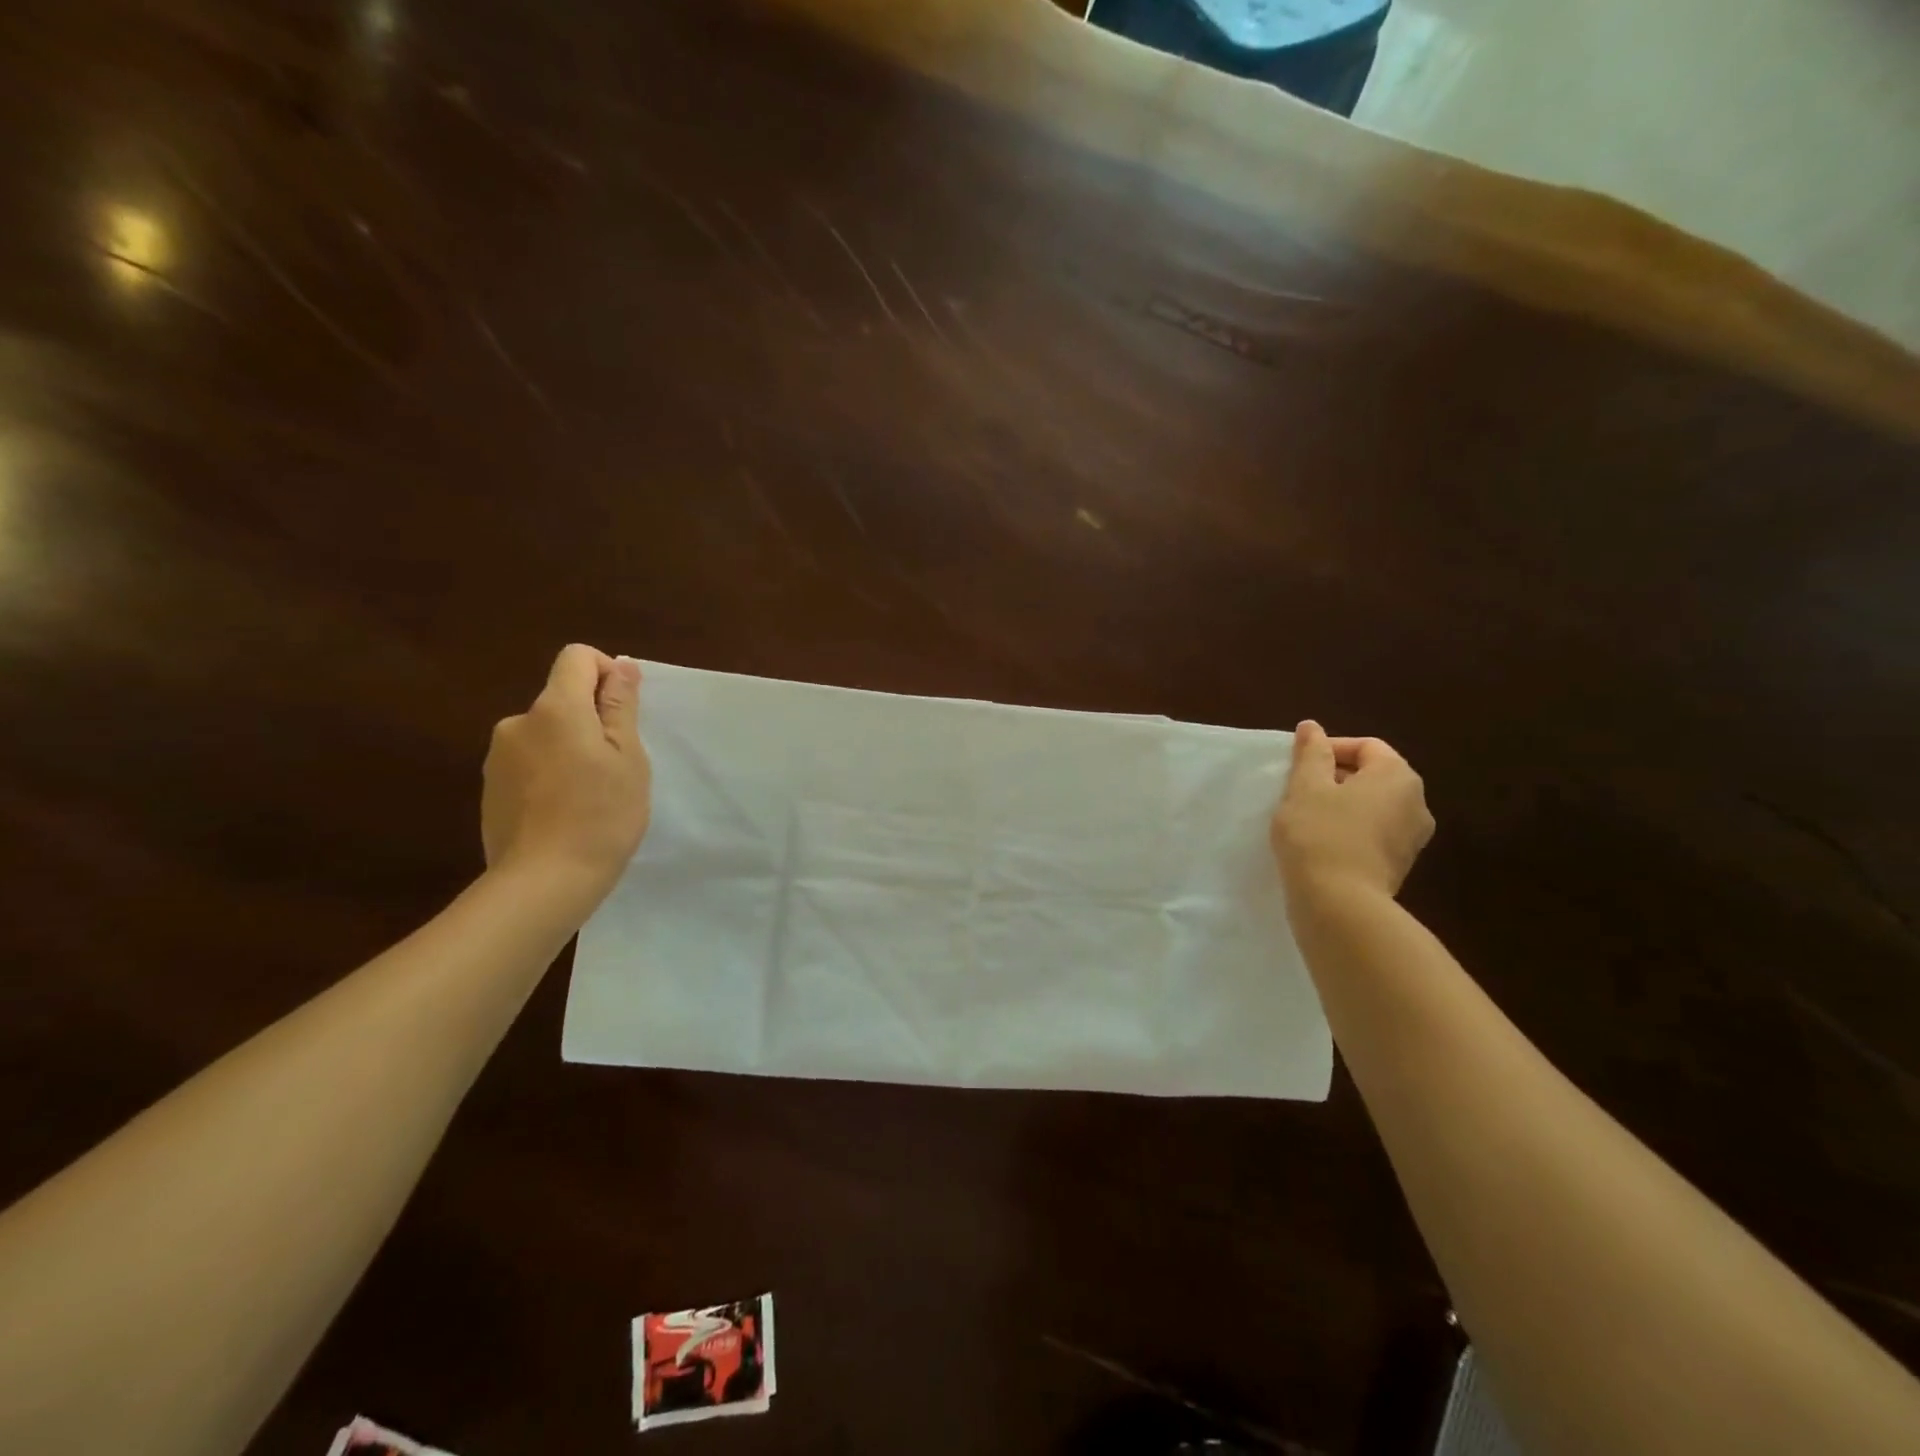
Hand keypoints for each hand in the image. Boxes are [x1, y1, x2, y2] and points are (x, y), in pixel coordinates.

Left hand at [482, 645, 651, 900]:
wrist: (544, 881)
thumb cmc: (601, 814)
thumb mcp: (628, 757)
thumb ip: (620, 706)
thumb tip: (619, 666)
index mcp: (555, 708)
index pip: (576, 658)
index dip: (606, 673)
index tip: (625, 712)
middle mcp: (518, 723)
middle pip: (562, 699)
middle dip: (591, 720)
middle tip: (617, 766)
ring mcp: (498, 758)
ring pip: (546, 734)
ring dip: (570, 749)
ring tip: (591, 795)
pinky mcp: (490, 789)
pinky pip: (529, 764)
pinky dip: (550, 774)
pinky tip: (564, 812)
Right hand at [1271, 721, 1433, 900]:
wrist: (1339, 905)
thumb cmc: (1320, 834)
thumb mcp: (1306, 787)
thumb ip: (1311, 753)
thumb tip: (1312, 727)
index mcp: (1398, 777)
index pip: (1366, 746)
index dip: (1329, 749)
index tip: (1298, 766)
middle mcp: (1416, 803)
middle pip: (1372, 776)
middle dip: (1334, 778)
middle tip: (1297, 790)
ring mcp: (1412, 838)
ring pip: (1372, 807)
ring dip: (1341, 806)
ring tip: (1305, 817)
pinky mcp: (1399, 866)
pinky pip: (1373, 834)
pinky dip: (1349, 831)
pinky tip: (1320, 844)